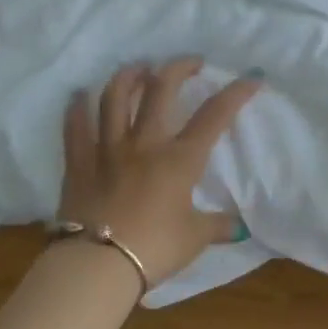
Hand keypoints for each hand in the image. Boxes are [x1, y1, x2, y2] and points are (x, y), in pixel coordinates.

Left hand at [61, 59, 260, 285]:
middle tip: (189, 63)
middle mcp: (145, 144)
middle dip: (178, 69)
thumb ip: (217, 226)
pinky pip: (75, 127)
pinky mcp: (78, 163)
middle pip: (160, 91)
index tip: (251, 77)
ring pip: (115, 98)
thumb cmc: (154, 248)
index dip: (235, 93)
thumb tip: (238, 227)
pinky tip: (80, 95)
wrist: (98, 265)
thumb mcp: (195, 238)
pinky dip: (77, 108)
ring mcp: (108, 149)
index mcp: (180, 159)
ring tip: (138, 69)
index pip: (214, 116)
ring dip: (128, 77)